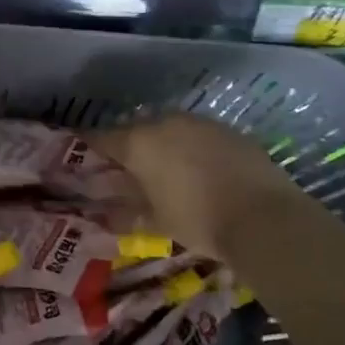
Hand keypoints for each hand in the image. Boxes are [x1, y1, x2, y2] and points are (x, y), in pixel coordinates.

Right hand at [92, 113, 299, 257]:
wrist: (265, 218)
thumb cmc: (197, 220)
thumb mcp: (155, 222)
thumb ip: (126, 213)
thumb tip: (104, 214)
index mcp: (139, 142)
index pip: (100, 139)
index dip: (88, 149)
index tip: (80, 158)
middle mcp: (166, 123)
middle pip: (135, 131)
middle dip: (128, 148)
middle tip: (125, 172)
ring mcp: (201, 124)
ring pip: (169, 130)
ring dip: (161, 146)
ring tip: (162, 172)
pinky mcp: (230, 132)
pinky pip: (198, 136)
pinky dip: (191, 149)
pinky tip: (197, 171)